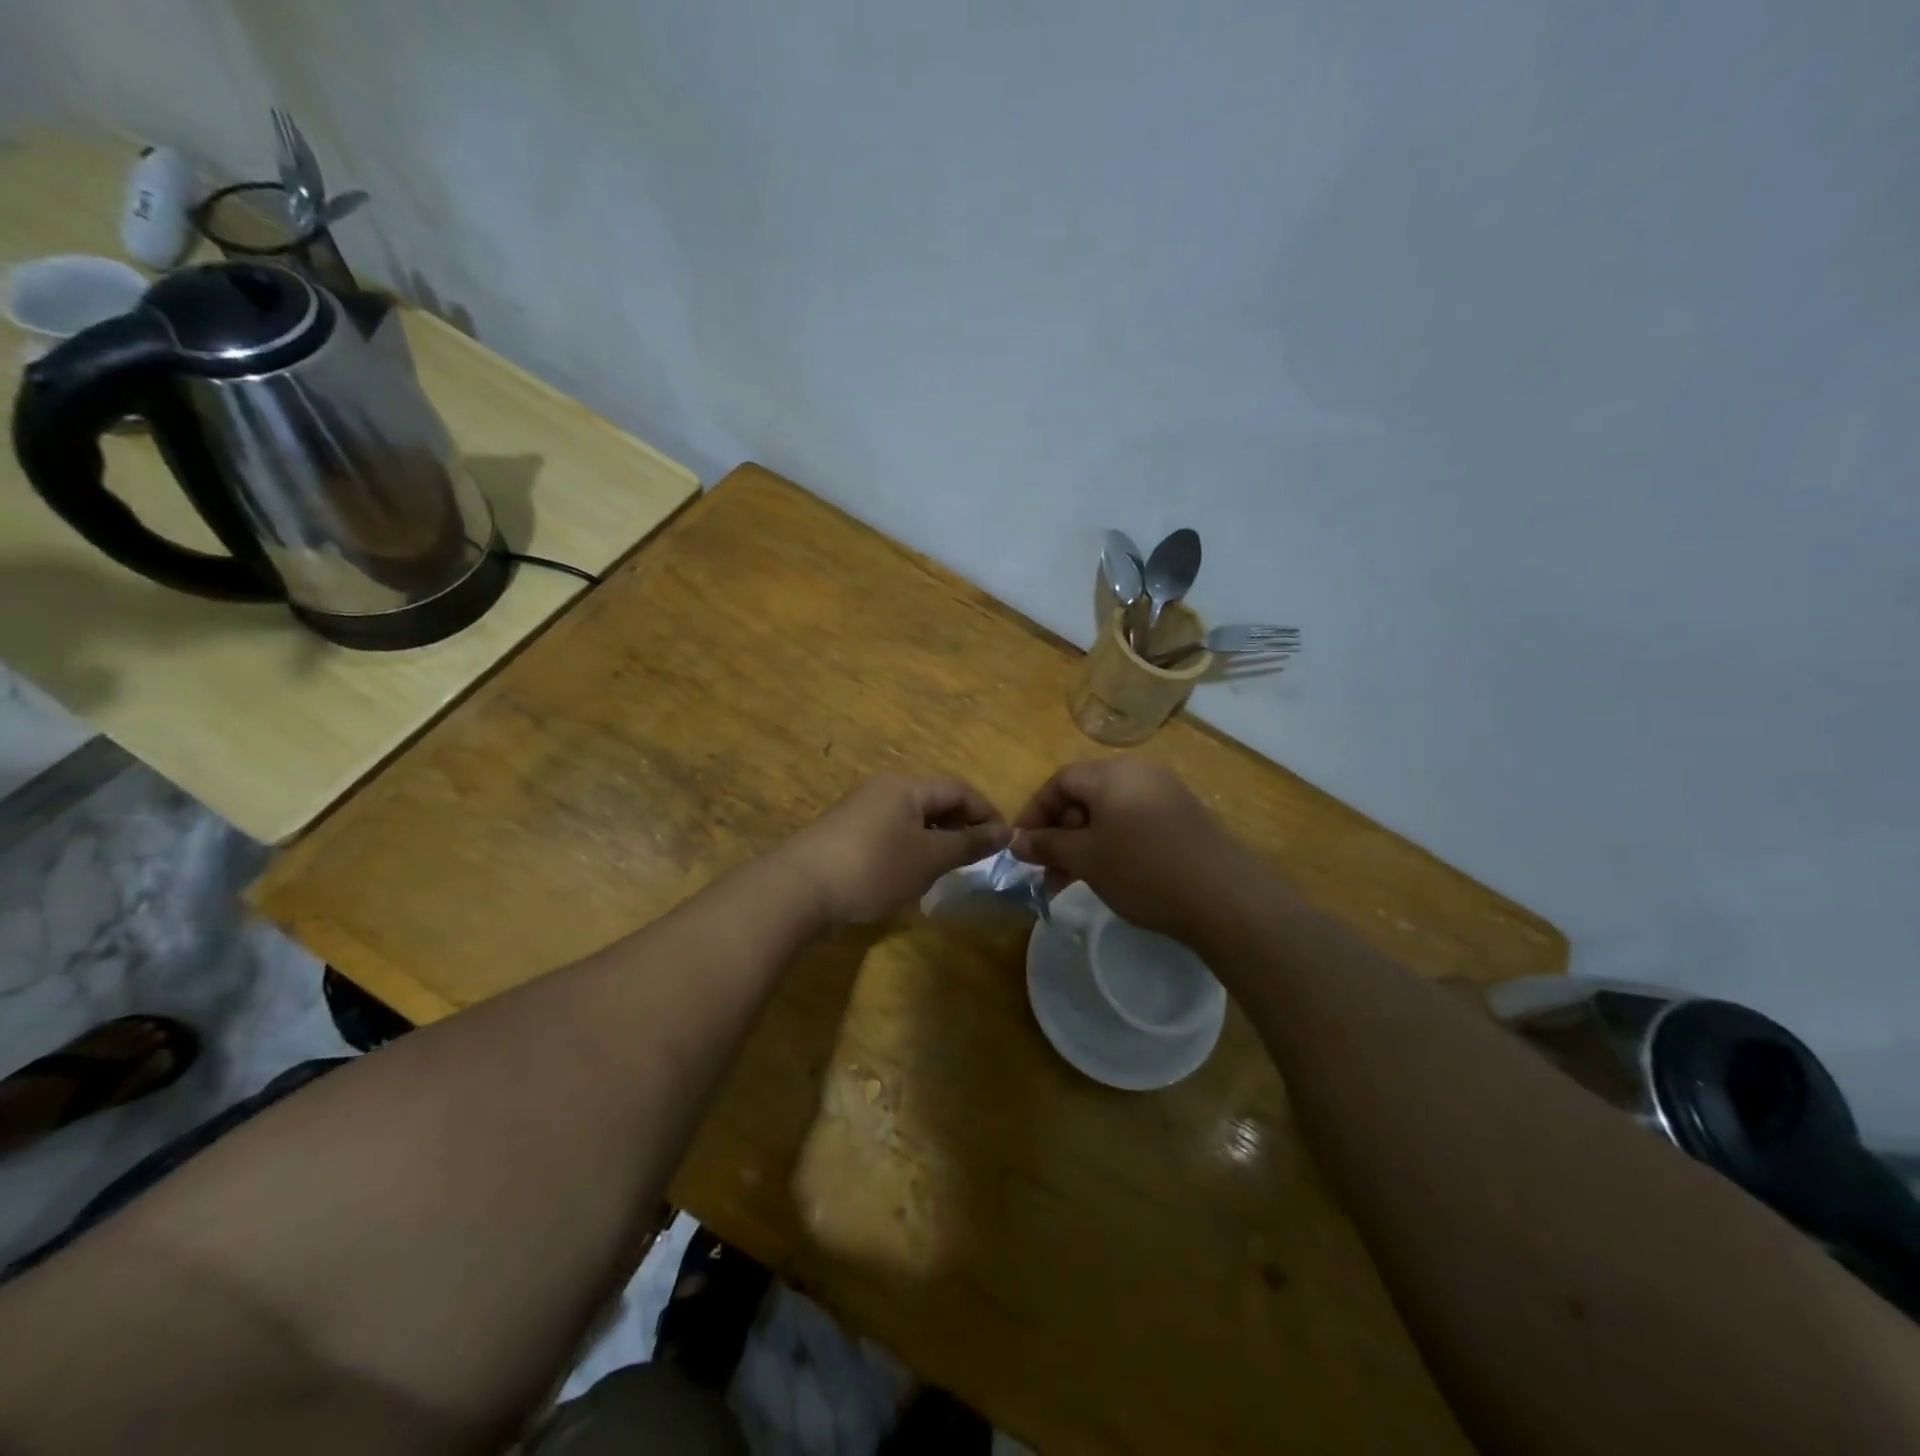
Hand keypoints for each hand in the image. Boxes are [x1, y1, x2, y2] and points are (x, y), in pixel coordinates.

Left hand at [776, 774, 1009, 925]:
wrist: (800, 889)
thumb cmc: (874, 867)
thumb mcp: (929, 858)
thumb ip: (968, 844)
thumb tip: (1005, 832)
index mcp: (906, 786)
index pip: (959, 789)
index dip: (986, 813)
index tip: (1004, 843)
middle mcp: (883, 789)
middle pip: (934, 801)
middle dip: (960, 827)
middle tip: (978, 859)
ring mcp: (861, 810)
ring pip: (912, 819)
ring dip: (935, 840)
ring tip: (948, 870)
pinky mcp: (845, 833)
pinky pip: (890, 833)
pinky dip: (910, 849)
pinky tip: (910, 876)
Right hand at [1011, 757, 1250, 941]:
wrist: (1224, 898)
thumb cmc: (1143, 869)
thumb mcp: (1086, 858)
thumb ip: (1047, 845)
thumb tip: (1016, 841)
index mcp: (1112, 773)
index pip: (1059, 781)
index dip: (1034, 812)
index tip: (1021, 847)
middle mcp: (1139, 774)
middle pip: (1084, 795)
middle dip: (1058, 832)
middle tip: (1045, 869)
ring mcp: (1164, 795)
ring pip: (1107, 814)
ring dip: (1082, 844)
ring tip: (1067, 882)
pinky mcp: (1182, 819)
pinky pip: (1132, 823)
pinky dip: (1110, 845)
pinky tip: (1106, 876)